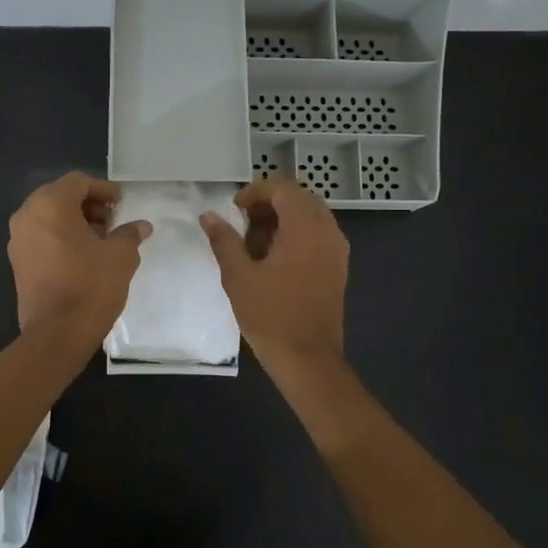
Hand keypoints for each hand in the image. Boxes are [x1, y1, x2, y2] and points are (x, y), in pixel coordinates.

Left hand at [8, 173, 151, 343]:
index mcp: (49, 205)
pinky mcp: (17, 264)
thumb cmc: (90, 285)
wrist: (56, 334)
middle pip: (60, 197)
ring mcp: (18, 241)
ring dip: (75, 223)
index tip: (122, 204)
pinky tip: (84, 258)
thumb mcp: (120, 256)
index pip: (78, 182)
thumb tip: (141, 226)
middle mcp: (27, 216)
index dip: (103, 189)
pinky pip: (41, 238)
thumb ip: (129, 234)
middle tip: (113, 221)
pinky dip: (62, 239)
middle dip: (88, 206)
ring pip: (49, 218)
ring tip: (102, 241)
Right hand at [200, 178, 347, 376]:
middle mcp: (328, 232)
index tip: (235, 208)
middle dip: (270, 205)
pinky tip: (273, 261)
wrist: (308, 358)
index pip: (284, 189)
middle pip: (300, 200)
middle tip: (243, 224)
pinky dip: (296, 237)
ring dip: (283, 221)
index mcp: (305, 228)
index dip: (257, 192)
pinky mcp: (338, 269)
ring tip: (254, 245)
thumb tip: (209, 215)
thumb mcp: (238, 276)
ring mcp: (337, 251)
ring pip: (311, 218)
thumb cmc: (270, 315)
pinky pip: (318, 237)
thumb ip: (224, 240)